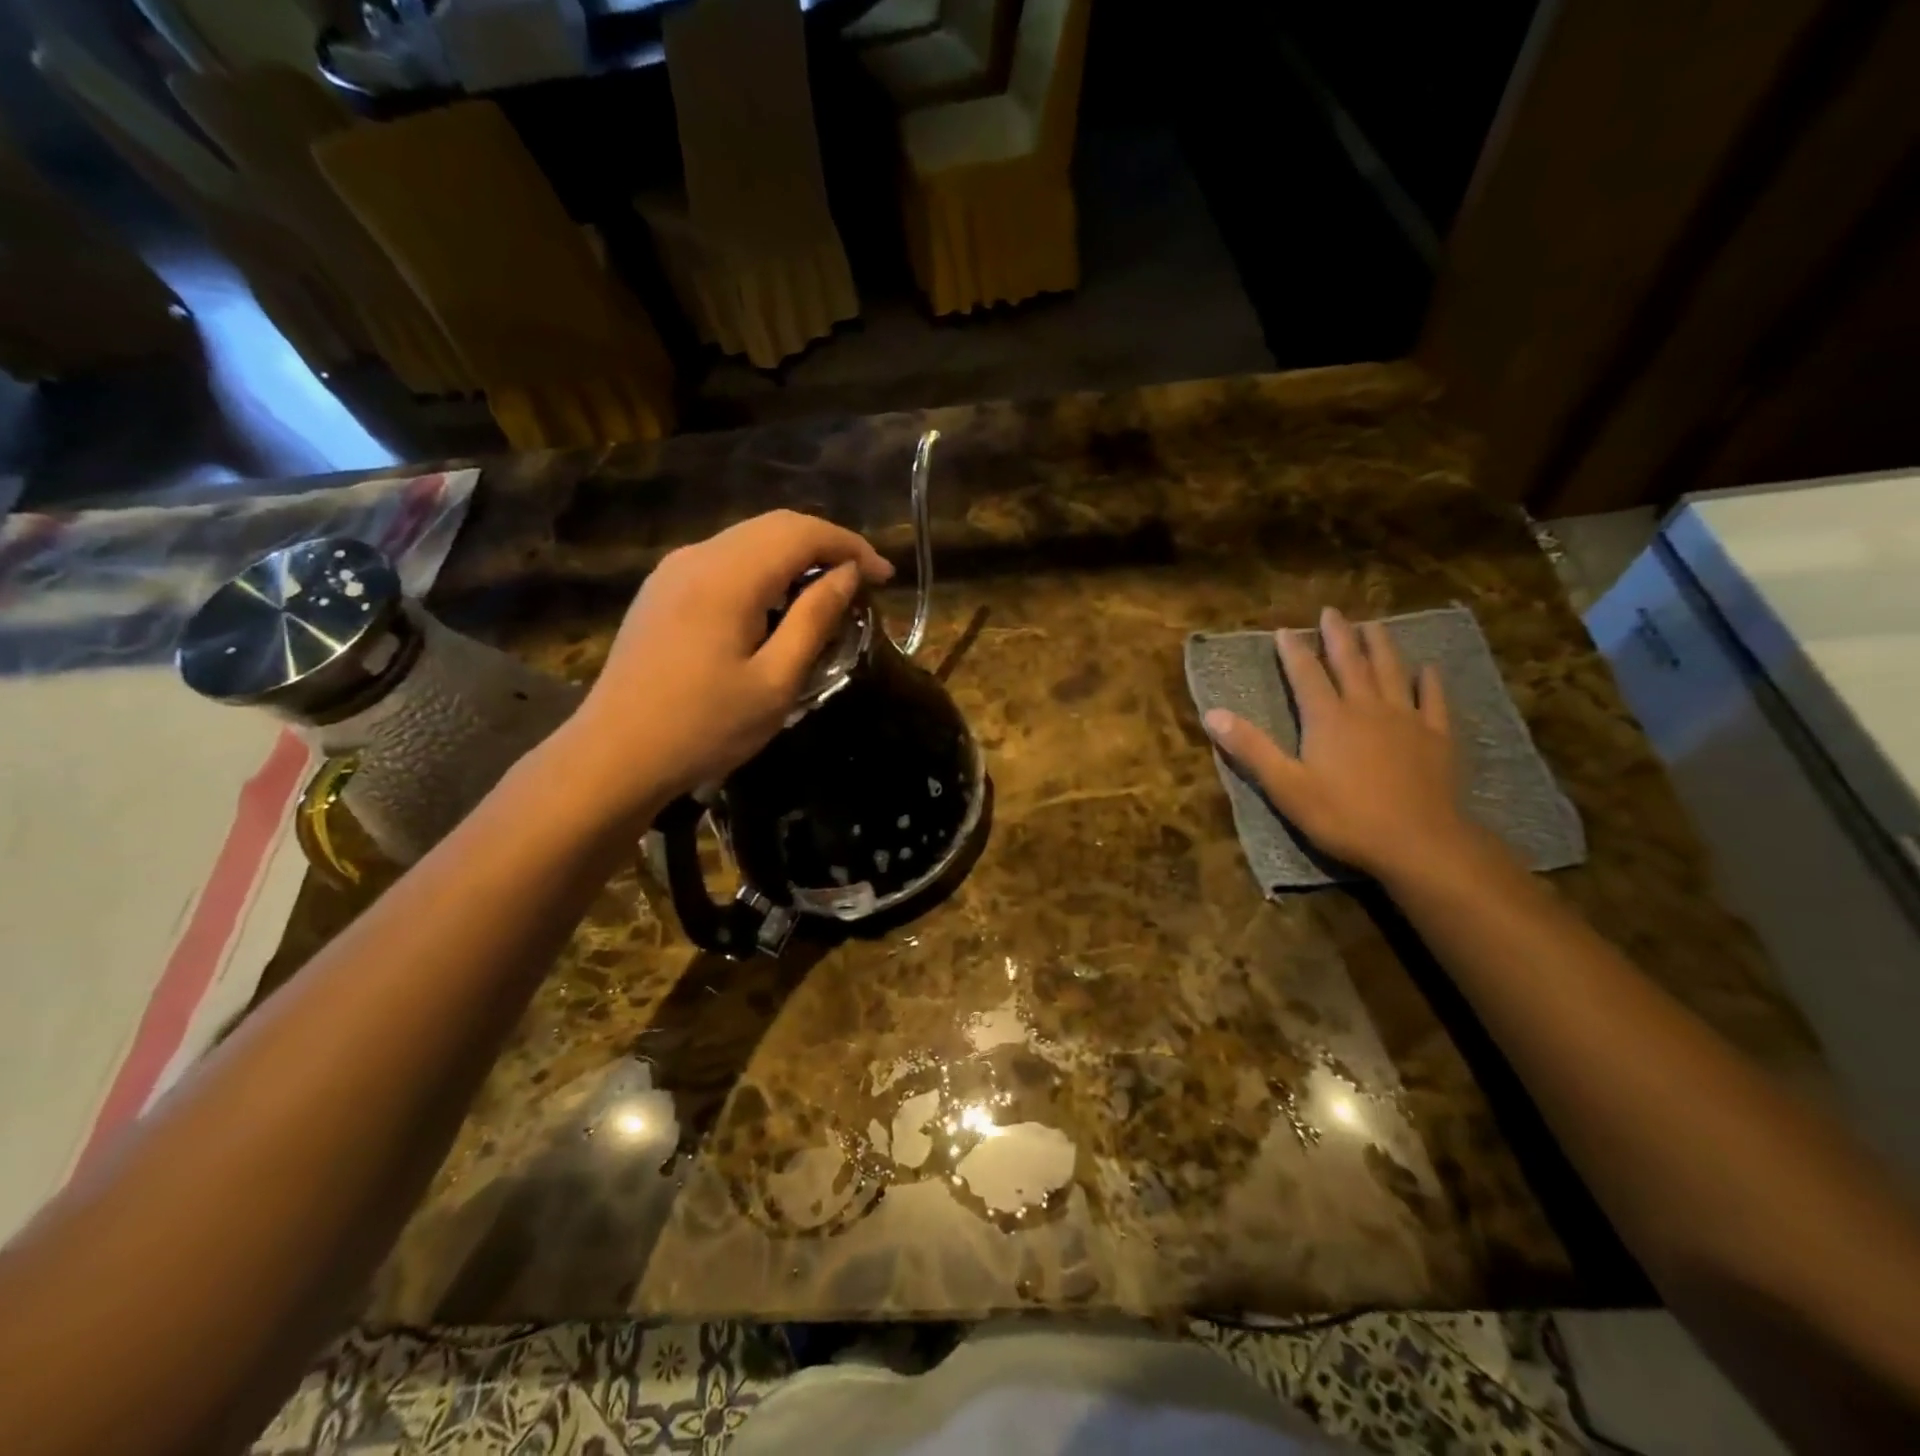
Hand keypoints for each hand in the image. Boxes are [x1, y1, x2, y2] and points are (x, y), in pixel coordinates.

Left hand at [560, 510, 892, 814]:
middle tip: (865, 582)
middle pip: (775, 526)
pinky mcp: (661, 590)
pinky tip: (778, 603)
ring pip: (748, 540)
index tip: (885, 576)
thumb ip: (814, 619)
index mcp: (728, 577)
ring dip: (795, 555)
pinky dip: (764, 568)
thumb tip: (848, 575)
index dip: (851, 547)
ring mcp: (673, 570)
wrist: (615, 756)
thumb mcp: (775, 682)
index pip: (802, 533)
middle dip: (827, 545)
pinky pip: (724, 560)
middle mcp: (697, 557)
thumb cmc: (704, 728)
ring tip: (829, 592)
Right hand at [1204, 606, 1486, 884]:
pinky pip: (1433, 700)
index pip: (1305, 674)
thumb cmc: (1344, 816)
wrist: (1418, 842)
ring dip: (1381, 646)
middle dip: (1339, 636)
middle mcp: (1366, 708)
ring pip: (1391, 671)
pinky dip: (1429, 682)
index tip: (1284, 630)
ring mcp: (1406, 720)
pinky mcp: (1436, 738)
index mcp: (1327, 718)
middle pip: (1350, 662)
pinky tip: (1428, 669)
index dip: (1293, 651)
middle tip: (1332, 612)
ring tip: (1374, 624)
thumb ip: (1250, 748)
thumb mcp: (1285, 786)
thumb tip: (1211, 713)